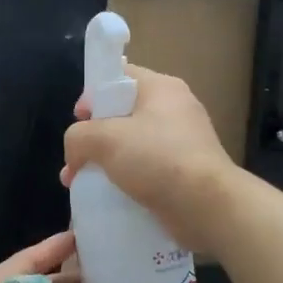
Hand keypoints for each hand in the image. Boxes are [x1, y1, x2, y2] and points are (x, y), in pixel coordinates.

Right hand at [61, 66, 240, 252]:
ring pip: (131, 145)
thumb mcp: (104, 139)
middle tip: (76, 159)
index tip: (79, 120)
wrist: (207, 207)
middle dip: (93, 137)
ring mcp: (181, 142)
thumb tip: (75, 155)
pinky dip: (124, 180)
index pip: (119, 76)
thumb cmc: (157, 159)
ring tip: (82, 184)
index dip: (93, 94)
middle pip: (121, 113)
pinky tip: (107, 197)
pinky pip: (145, 169)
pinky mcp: (183, 172)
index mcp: (161, 88)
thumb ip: (78, 137)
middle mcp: (174, 109)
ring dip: (104, 162)